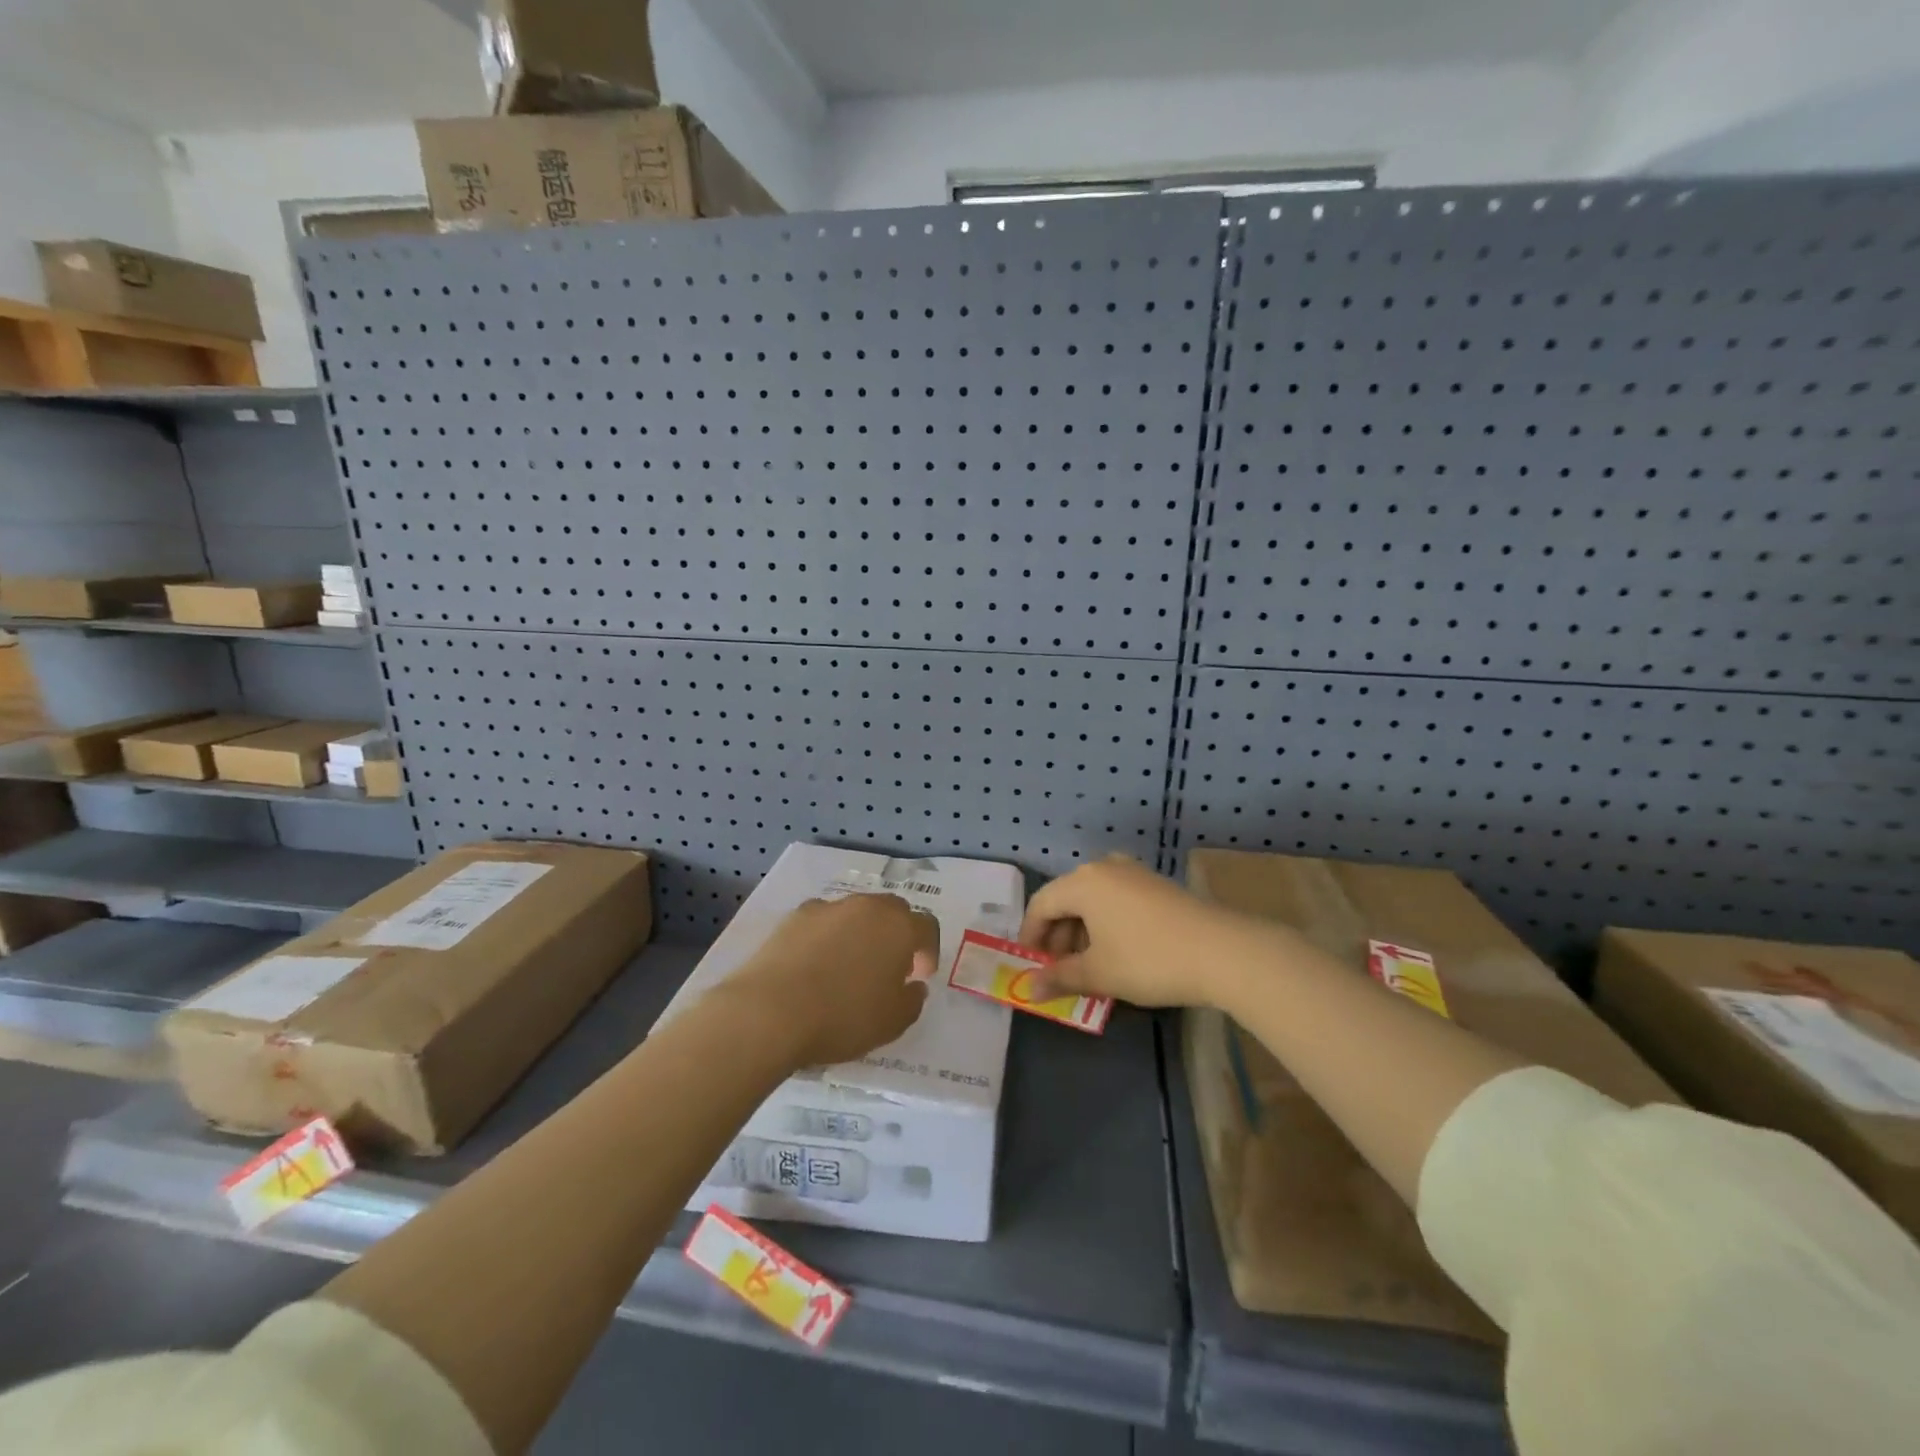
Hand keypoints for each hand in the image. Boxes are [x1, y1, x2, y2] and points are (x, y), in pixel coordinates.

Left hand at [727, 893, 939, 1068]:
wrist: (770, 1011)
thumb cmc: (843, 1017)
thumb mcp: (893, 1022)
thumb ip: (912, 1000)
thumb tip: (913, 986)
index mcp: (898, 927)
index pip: (927, 927)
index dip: (928, 951)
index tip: (918, 977)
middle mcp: (866, 907)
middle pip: (892, 911)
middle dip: (896, 934)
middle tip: (888, 968)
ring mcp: (827, 908)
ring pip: (855, 913)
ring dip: (860, 934)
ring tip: (847, 968)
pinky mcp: (793, 917)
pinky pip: (822, 922)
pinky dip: (825, 938)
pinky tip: (814, 966)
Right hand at [1018, 856, 1281, 1010]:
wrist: (1223, 952)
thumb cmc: (1148, 960)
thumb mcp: (1098, 974)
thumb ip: (1059, 977)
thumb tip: (1028, 988)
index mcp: (1083, 882)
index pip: (1041, 905)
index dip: (1030, 937)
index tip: (1031, 967)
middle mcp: (1105, 867)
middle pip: (1067, 900)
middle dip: (1058, 938)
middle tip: (1060, 973)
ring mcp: (1134, 873)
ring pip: (1093, 901)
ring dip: (1083, 934)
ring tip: (1090, 969)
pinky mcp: (1156, 885)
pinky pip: (1116, 901)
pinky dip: (1106, 925)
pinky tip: (1118, 954)